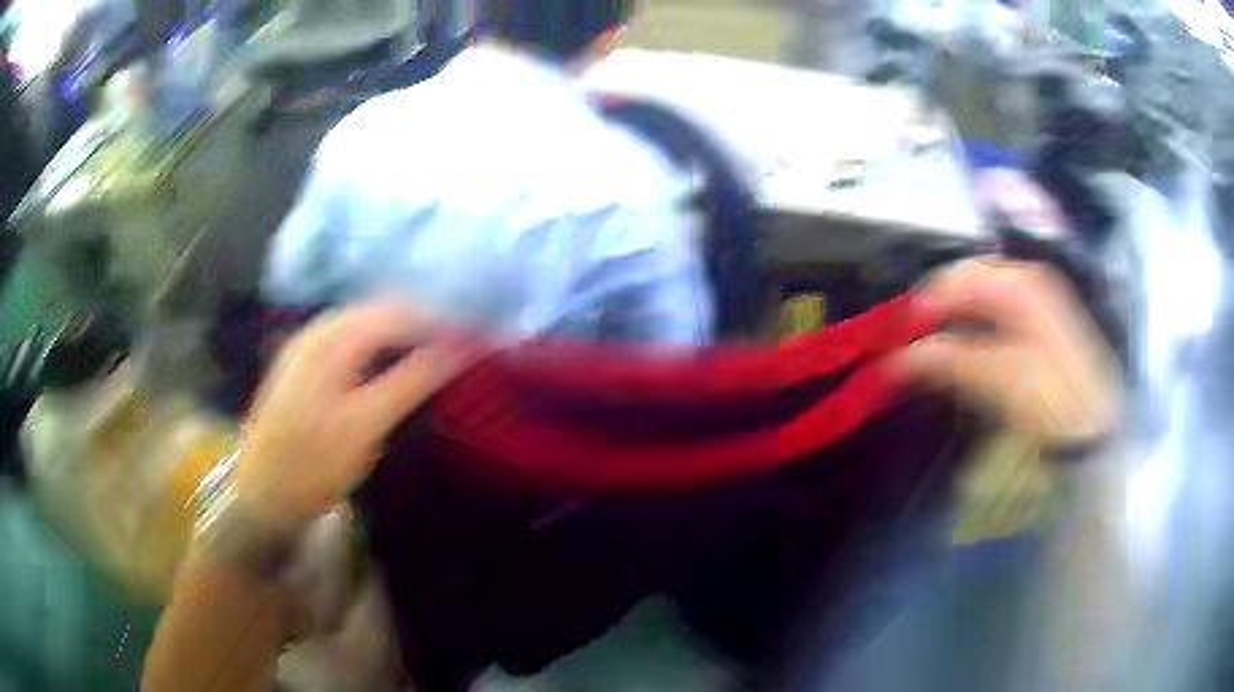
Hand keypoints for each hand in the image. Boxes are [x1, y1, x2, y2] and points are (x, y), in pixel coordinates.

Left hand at [234, 301, 474, 530]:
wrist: (261, 496)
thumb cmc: (313, 464)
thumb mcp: (366, 424)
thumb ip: (413, 379)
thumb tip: (462, 347)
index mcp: (331, 336)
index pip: (400, 311)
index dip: (443, 321)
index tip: (480, 339)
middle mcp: (318, 329)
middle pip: (383, 311)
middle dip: (426, 323)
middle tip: (464, 347)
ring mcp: (307, 345)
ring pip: (368, 325)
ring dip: (405, 334)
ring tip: (440, 355)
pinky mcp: (304, 365)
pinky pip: (353, 341)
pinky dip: (382, 348)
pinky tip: (396, 365)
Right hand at [892, 258, 1120, 443]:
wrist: (1094, 428)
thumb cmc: (1053, 397)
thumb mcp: (1000, 378)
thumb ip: (949, 360)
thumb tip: (899, 358)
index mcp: (1022, 282)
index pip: (960, 276)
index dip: (925, 302)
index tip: (897, 333)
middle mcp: (1027, 281)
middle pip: (967, 285)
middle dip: (936, 313)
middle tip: (907, 346)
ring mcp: (1034, 303)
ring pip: (977, 303)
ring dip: (950, 325)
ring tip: (926, 354)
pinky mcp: (1036, 328)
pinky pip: (991, 320)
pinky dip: (969, 335)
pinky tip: (958, 355)